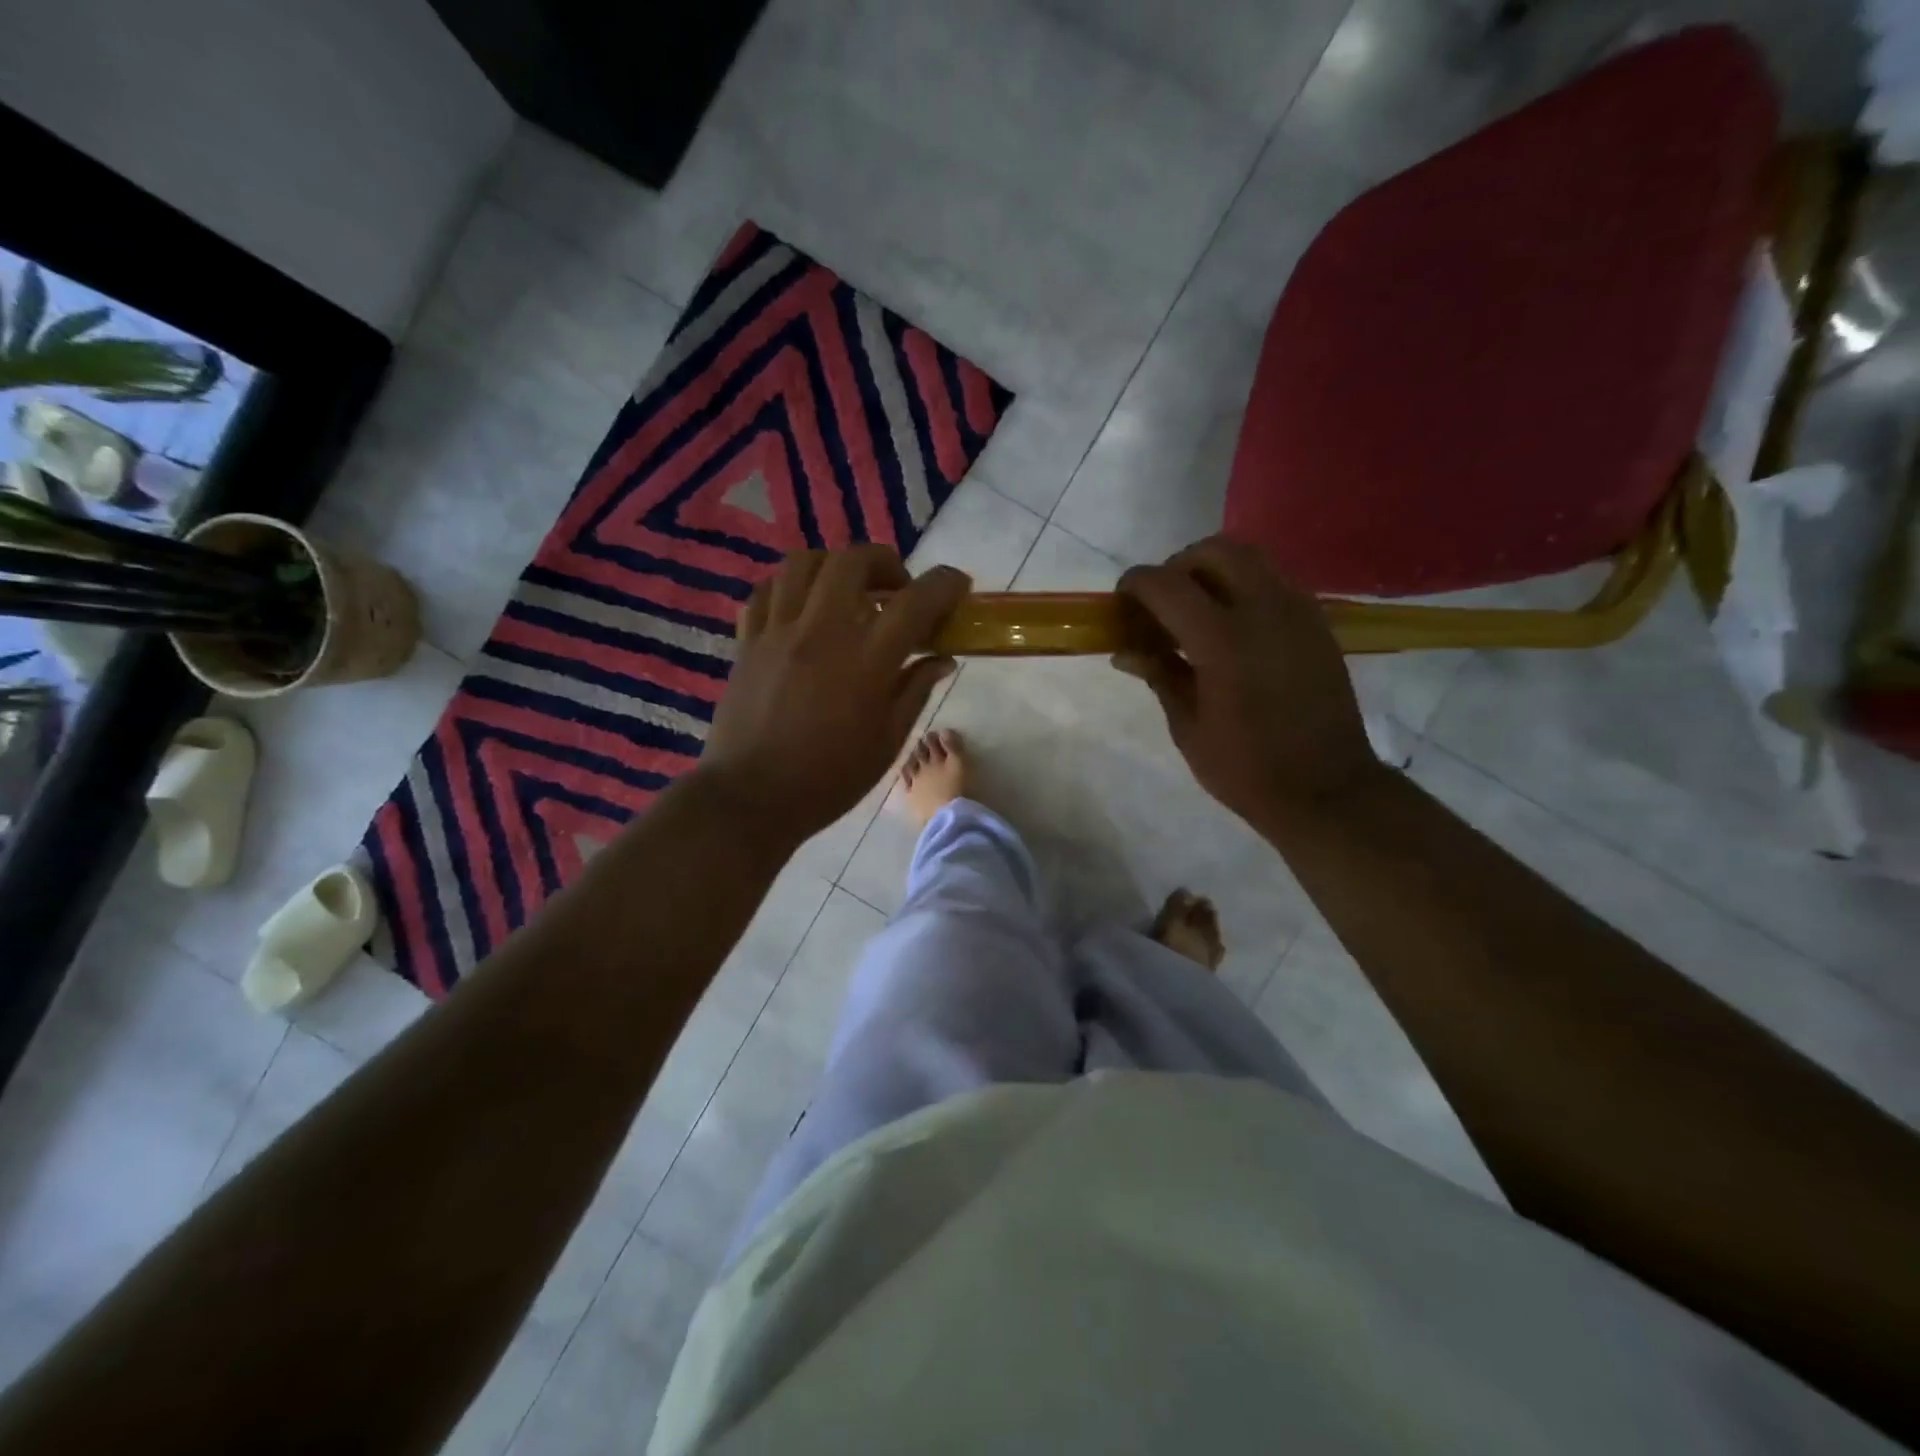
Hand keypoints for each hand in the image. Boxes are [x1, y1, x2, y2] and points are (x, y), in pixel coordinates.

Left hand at [703, 546, 969, 845]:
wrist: (752, 799)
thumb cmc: (829, 779)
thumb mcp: (887, 742)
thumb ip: (915, 690)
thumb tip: (941, 659)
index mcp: (866, 660)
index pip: (916, 601)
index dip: (945, 584)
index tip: (958, 587)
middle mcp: (822, 632)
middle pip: (854, 561)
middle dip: (886, 563)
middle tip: (897, 590)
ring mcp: (779, 632)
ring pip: (804, 563)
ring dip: (835, 566)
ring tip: (847, 591)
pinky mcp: (748, 642)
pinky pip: (766, 591)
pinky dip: (791, 587)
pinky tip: (804, 608)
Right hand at [1115, 536, 1380, 829]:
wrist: (1326, 790)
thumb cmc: (1246, 768)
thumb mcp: (1188, 726)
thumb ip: (1159, 674)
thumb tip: (1125, 650)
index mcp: (1223, 640)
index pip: (1167, 584)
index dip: (1135, 585)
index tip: (1121, 603)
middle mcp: (1264, 609)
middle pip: (1213, 551)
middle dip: (1177, 567)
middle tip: (1161, 604)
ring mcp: (1297, 611)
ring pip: (1249, 558)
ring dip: (1213, 571)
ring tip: (1195, 612)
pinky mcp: (1317, 622)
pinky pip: (1273, 582)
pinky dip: (1243, 587)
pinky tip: (1232, 628)